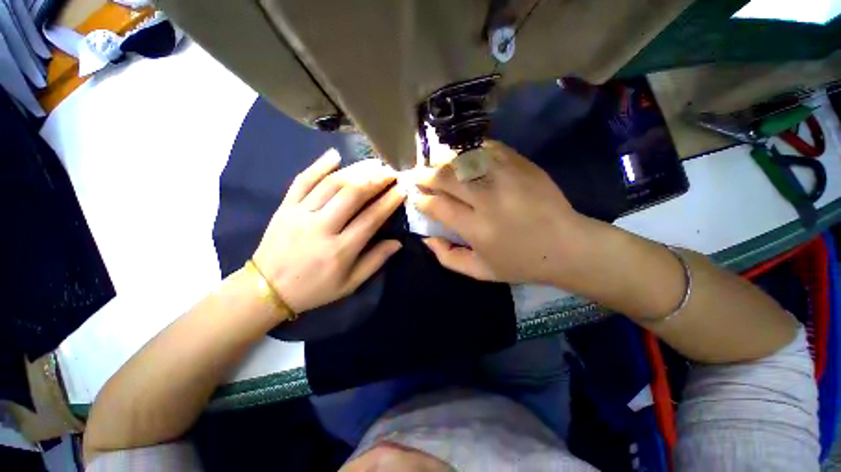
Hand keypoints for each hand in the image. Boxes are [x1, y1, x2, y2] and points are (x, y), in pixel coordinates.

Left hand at [252, 150, 405, 313]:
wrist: (266, 289)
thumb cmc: (314, 289)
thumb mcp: (350, 284)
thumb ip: (375, 261)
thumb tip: (397, 242)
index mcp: (340, 250)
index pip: (370, 219)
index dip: (389, 202)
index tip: (402, 189)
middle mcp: (321, 228)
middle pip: (352, 195)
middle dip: (375, 180)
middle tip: (390, 172)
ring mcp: (300, 214)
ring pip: (331, 184)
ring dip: (355, 170)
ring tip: (373, 163)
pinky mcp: (285, 207)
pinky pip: (302, 181)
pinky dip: (319, 165)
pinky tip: (335, 155)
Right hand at [412, 141, 593, 285]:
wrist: (568, 246)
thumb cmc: (520, 263)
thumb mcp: (480, 272)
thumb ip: (447, 257)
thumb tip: (426, 238)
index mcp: (478, 228)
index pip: (438, 206)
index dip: (421, 200)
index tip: (415, 197)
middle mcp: (489, 199)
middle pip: (447, 177)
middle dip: (425, 175)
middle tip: (416, 175)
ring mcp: (507, 177)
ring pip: (464, 158)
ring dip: (444, 160)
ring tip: (434, 163)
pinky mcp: (523, 165)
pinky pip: (488, 149)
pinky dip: (470, 151)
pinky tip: (463, 157)